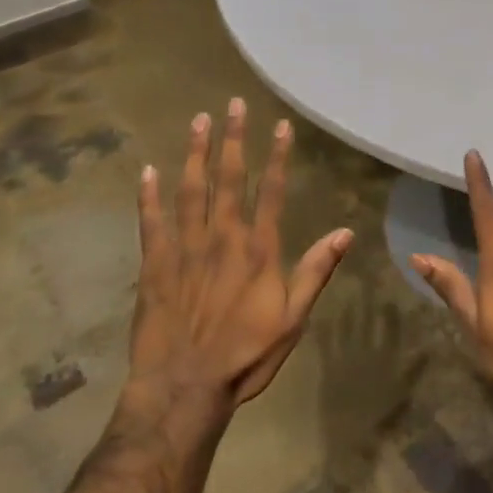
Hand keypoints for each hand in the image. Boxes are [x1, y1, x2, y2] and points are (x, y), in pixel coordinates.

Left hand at [129, 100, 353, 412]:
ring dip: (195, 153)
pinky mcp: (154, 264)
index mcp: (258, 250)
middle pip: (229, 179)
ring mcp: (185, 248)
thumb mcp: (293, 319)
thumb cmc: (245, 356)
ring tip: (198, 120)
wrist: (184, 388)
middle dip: (233, 139)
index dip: (278, 156)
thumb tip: (344, 233)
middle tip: (233, 104)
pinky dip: (148, 195)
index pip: (273, 192)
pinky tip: (148, 170)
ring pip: (190, 190)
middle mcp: (222, 238)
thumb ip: (315, 272)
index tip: (280, 125)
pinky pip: (151, 222)